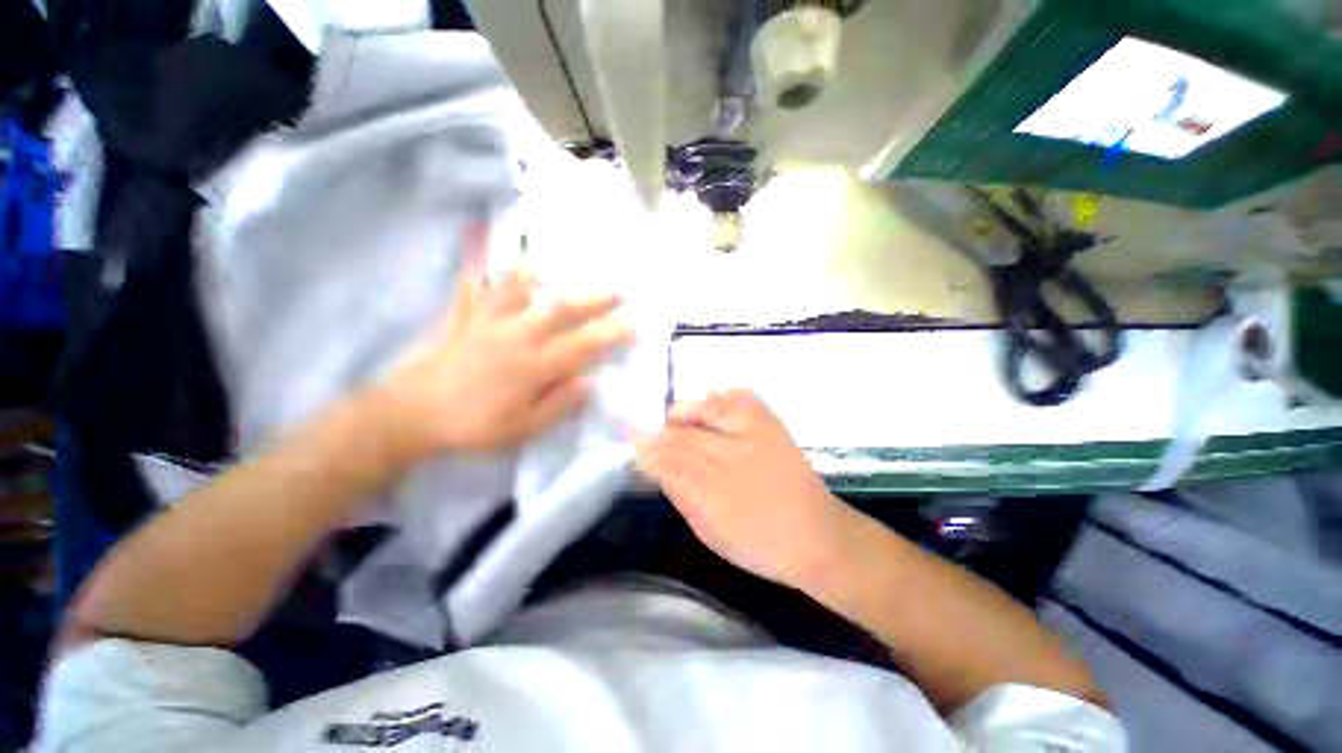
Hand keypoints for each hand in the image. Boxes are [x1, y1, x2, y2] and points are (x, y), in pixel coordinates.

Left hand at [372, 268, 633, 459]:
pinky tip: (486, 258)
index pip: (584, 345)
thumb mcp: (523, 429)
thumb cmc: (473, 427)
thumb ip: (559, 405)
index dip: (613, 333)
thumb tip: (590, 384)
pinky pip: (474, 289)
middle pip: (561, 310)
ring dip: (543, 276)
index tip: (635, 323)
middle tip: (618, 289)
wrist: (410, 417)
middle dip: (594, 298)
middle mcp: (517, 336)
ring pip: (520, 290)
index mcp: (534, 366)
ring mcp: (488, 323)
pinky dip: (483, 272)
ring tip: (557, 267)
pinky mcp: (462, 319)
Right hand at [636, 390, 855, 588]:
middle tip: (647, 431)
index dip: (646, 450)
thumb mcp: (710, 533)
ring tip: (675, 415)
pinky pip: (744, 398)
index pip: (666, 463)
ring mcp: (754, 436)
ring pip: (708, 409)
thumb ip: (681, 496)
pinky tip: (714, 397)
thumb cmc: (758, 544)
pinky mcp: (773, 425)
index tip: (633, 443)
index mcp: (710, 494)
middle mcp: (730, 458)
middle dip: (659, 432)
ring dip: (686, 410)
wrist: (817, 537)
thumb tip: (658, 469)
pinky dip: (725, 395)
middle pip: (682, 436)